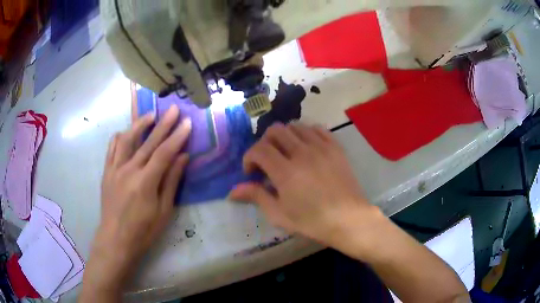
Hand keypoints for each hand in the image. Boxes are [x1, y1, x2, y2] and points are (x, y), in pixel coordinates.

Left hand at [82, 106, 190, 295]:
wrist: (116, 240)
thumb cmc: (143, 231)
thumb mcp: (164, 211)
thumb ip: (172, 181)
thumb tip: (183, 157)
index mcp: (145, 182)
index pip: (164, 152)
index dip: (177, 136)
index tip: (187, 122)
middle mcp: (129, 170)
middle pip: (148, 142)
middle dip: (163, 124)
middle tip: (174, 109)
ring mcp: (115, 169)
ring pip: (127, 139)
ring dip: (139, 124)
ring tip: (150, 115)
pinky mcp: (107, 172)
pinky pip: (112, 148)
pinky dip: (120, 137)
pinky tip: (126, 132)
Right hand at [229, 123, 376, 247]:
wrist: (349, 219)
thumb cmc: (313, 222)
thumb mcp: (280, 214)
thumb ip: (256, 196)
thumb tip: (232, 191)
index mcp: (286, 172)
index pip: (259, 149)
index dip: (249, 157)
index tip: (252, 172)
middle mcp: (302, 153)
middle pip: (276, 131)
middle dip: (265, 143)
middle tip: (267, 160)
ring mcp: (321, 147)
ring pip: (296, 126)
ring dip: (285, 137)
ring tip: (286, 153)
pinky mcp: (335, 147)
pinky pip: (317, 129)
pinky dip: (306, 133)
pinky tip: (306, 147)